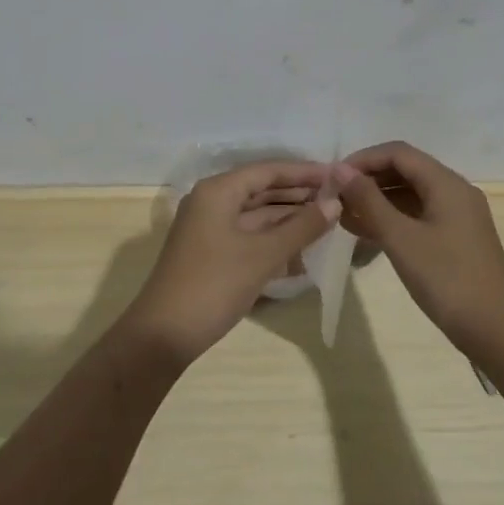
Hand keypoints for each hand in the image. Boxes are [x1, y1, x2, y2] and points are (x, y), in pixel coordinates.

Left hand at [123, 161, 340, 366]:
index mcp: (218, 191)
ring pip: (256, 214)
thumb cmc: (214, 284)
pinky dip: (274, 238)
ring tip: (328, 221)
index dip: (303, 173)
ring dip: (289, 218)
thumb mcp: (263, 254)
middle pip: (261, 190)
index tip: (337, 175)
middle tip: (338, 198)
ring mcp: (210, 228)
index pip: (267, 171)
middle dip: (298, 194)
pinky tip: (302, 248)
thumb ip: (301, 227)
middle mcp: (211, 201)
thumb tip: (334, 203)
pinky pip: (249, 235)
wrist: (164, 334)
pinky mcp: (212, 252)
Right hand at [334, 141, 503, 355]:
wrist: (496, 332)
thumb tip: (340, 170)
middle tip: (335, 197)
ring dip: (377, 200)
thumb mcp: (400, 238)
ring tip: (343, 216)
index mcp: (446, 183)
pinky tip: (366, 233)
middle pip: (405, 170)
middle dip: (368, 179)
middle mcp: (454, 191)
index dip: (363, 159)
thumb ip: (368, 200)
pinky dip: (392, 219)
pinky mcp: (455, 239)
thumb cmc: (447, 280)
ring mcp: (457, 216)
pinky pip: (417, 215)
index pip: (398, 153)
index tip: (333, 177)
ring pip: (410, 194)